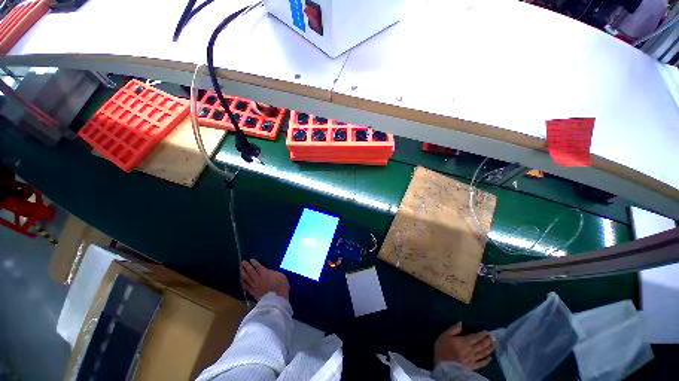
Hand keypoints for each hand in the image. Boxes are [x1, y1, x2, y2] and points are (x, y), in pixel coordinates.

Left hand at [240, 259, 289, 300]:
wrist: (277, 299)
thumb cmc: (281, 285)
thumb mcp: (280, 275)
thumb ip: (272, 272)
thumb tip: (268, 271)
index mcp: (265, 273)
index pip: (258, 266)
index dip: (254, 263)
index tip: (251, 259)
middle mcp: (258, 279)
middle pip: (251, 271)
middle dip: (246, 266)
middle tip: (242, 262)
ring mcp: (255, 286)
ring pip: (247, 278)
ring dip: (243, 273)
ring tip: (240, 268)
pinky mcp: (253, 293)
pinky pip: (246, 287)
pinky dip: (243, 282)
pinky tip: (240, 279)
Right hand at [434, 322, 493, 369]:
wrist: (442, 365)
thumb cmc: (442, 348)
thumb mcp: (444, 335)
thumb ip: (453, 329)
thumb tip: (460, 323)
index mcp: (464, 342)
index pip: (475, 337)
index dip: (482, 334)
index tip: (488, 332)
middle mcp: (470, 350)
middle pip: (481, 345)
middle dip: (488, 340)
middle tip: (494, 337)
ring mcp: (472, 359)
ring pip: (483, 353)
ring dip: (489, 349)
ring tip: (494, 344)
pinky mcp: (472, 367)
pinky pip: (481, 364)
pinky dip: (486, 361)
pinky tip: (490, 358)